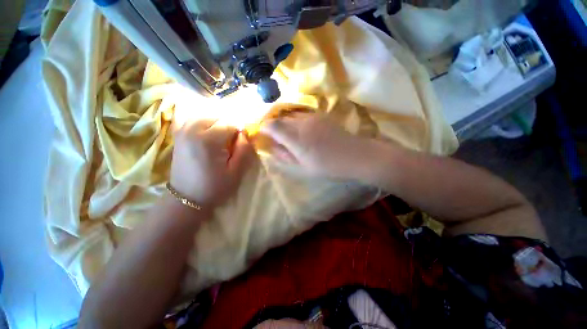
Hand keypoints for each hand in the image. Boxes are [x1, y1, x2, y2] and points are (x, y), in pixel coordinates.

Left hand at [170, 119, 254, 207]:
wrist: (186, 198)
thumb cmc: (214, 187)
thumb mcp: (236, 171)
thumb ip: (244, 149)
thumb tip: (245, 133)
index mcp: (208, 140)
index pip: (230, 123)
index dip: (239, 131)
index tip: (241, 143)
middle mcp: (192, 129)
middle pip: (217, 116)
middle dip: (228, 125)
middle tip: (232, 141)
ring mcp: (182, 130)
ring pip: (205, 115)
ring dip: (217, 123)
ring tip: (222, 137)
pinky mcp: (178, 134)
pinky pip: (193, 119)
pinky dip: (204, 122)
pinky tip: (209, 133)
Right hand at [260, 113, 371, 178]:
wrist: (353, 156)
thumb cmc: (327, 166)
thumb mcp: (302, 167)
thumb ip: (284, 156)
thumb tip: (271, 148)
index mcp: (295, 138)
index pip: (272, 125)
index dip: (264, 129)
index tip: (263, 135)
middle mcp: (301, 123)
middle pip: (280, 118)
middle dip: (274, 126)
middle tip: (275, 137)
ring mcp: (312, 117)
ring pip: (291, 116)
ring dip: (285, 124)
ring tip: (289, 135)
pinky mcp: (321, 115)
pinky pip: (302, 115)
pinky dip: (296, 122)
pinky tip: (303, 132)